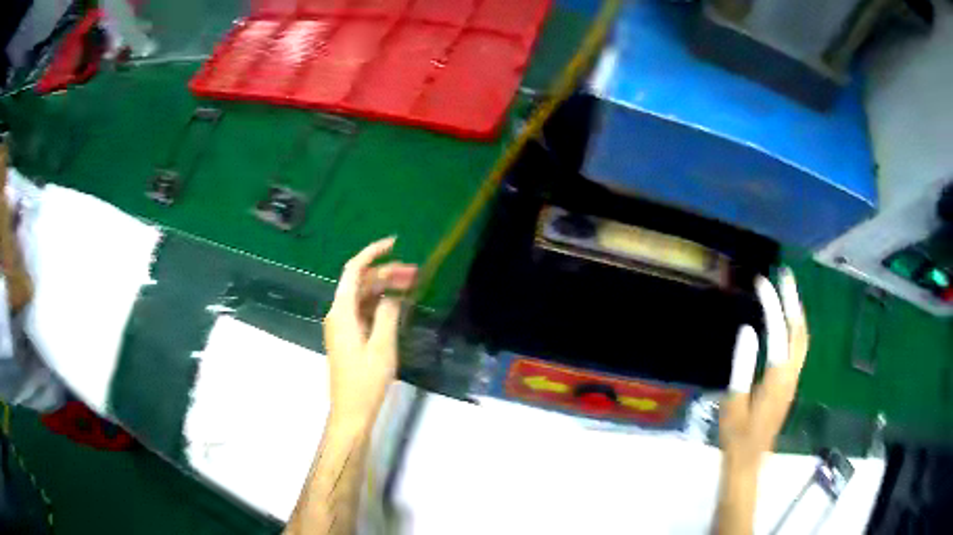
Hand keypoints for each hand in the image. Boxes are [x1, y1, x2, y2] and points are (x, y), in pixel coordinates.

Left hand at [323, 237, 416, 427]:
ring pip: (363, 297)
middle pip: (361, 283)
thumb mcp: (382, 346)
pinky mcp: (348, 336)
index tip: (394, 244)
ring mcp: (342, 326)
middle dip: (386, 273)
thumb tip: (392, 296)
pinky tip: (398, 305)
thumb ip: (387, 314)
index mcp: (342, 312)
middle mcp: (338, 314)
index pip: (354, 271)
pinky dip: (380, 304)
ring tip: (412, 285)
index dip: (372, 253)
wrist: (351, 410)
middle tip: (415, 272)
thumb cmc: (366, 380)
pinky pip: (364, 311)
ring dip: (385, 289)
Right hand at [720, 269, 808, 469]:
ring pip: (804, 339)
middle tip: (785, 275)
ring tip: (788, 291)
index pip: (779, 333)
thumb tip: (748, 330)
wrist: (749, 459)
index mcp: (776, 379)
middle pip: (799, 331)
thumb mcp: (734, 401)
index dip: (772, 306)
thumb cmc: (737, 434)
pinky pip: (801, 347)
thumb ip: (742, 366)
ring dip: (798, 312)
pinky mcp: (792, 383)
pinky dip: (797, 327)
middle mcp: (791, 375)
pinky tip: (789, 321)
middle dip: (793, 300)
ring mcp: (794, 379)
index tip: (761, 283)